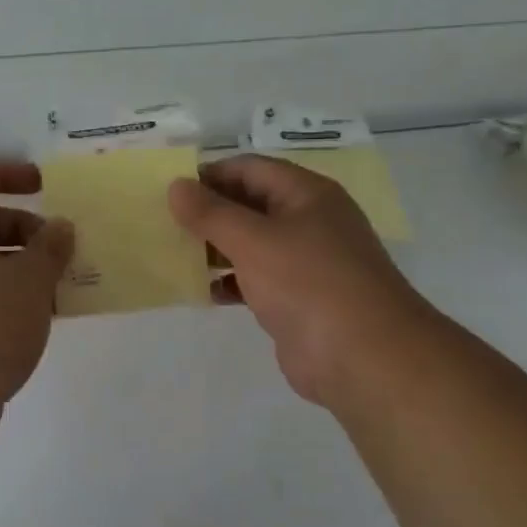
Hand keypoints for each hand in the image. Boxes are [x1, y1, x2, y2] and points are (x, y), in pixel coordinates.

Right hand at [168, 154, 431, 406]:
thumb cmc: (308, 283)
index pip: (250, 169)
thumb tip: (176, 186)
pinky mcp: (298, 300)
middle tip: (162, 223)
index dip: (209, 174)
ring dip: (215, 248)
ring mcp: (306, 263)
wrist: (363, 358)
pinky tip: (201, 291)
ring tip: (173, 254)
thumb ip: (211, 213)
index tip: (169, 190)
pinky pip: (256, 280)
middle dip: (208, 213)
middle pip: (250, 205)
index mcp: (307, 194)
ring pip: (252, 244)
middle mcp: (309, 221)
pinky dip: (229, 282)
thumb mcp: (253, 240)